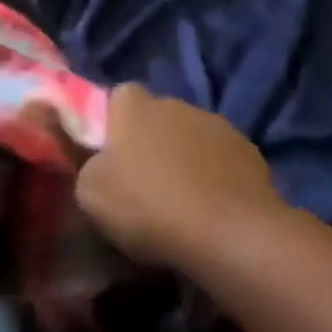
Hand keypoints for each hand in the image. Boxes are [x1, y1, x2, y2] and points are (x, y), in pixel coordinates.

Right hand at [75, 83, 284, 270]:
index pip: (116, 99)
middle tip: (144, 186)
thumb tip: (94, 163)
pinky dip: (214, 177)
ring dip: (184, 159)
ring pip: (190, 137)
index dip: (112, 126)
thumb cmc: (150, 206)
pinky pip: (220, 159)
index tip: (110, 160)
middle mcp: (173, 101)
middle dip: (150, 143)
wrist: (229, 232)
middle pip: (155, 117)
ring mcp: (213, 122)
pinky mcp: (246, 149)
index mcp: (133, 104)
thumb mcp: (92, 194)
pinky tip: (212, 210)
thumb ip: (85, 167)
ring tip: (182, 202)